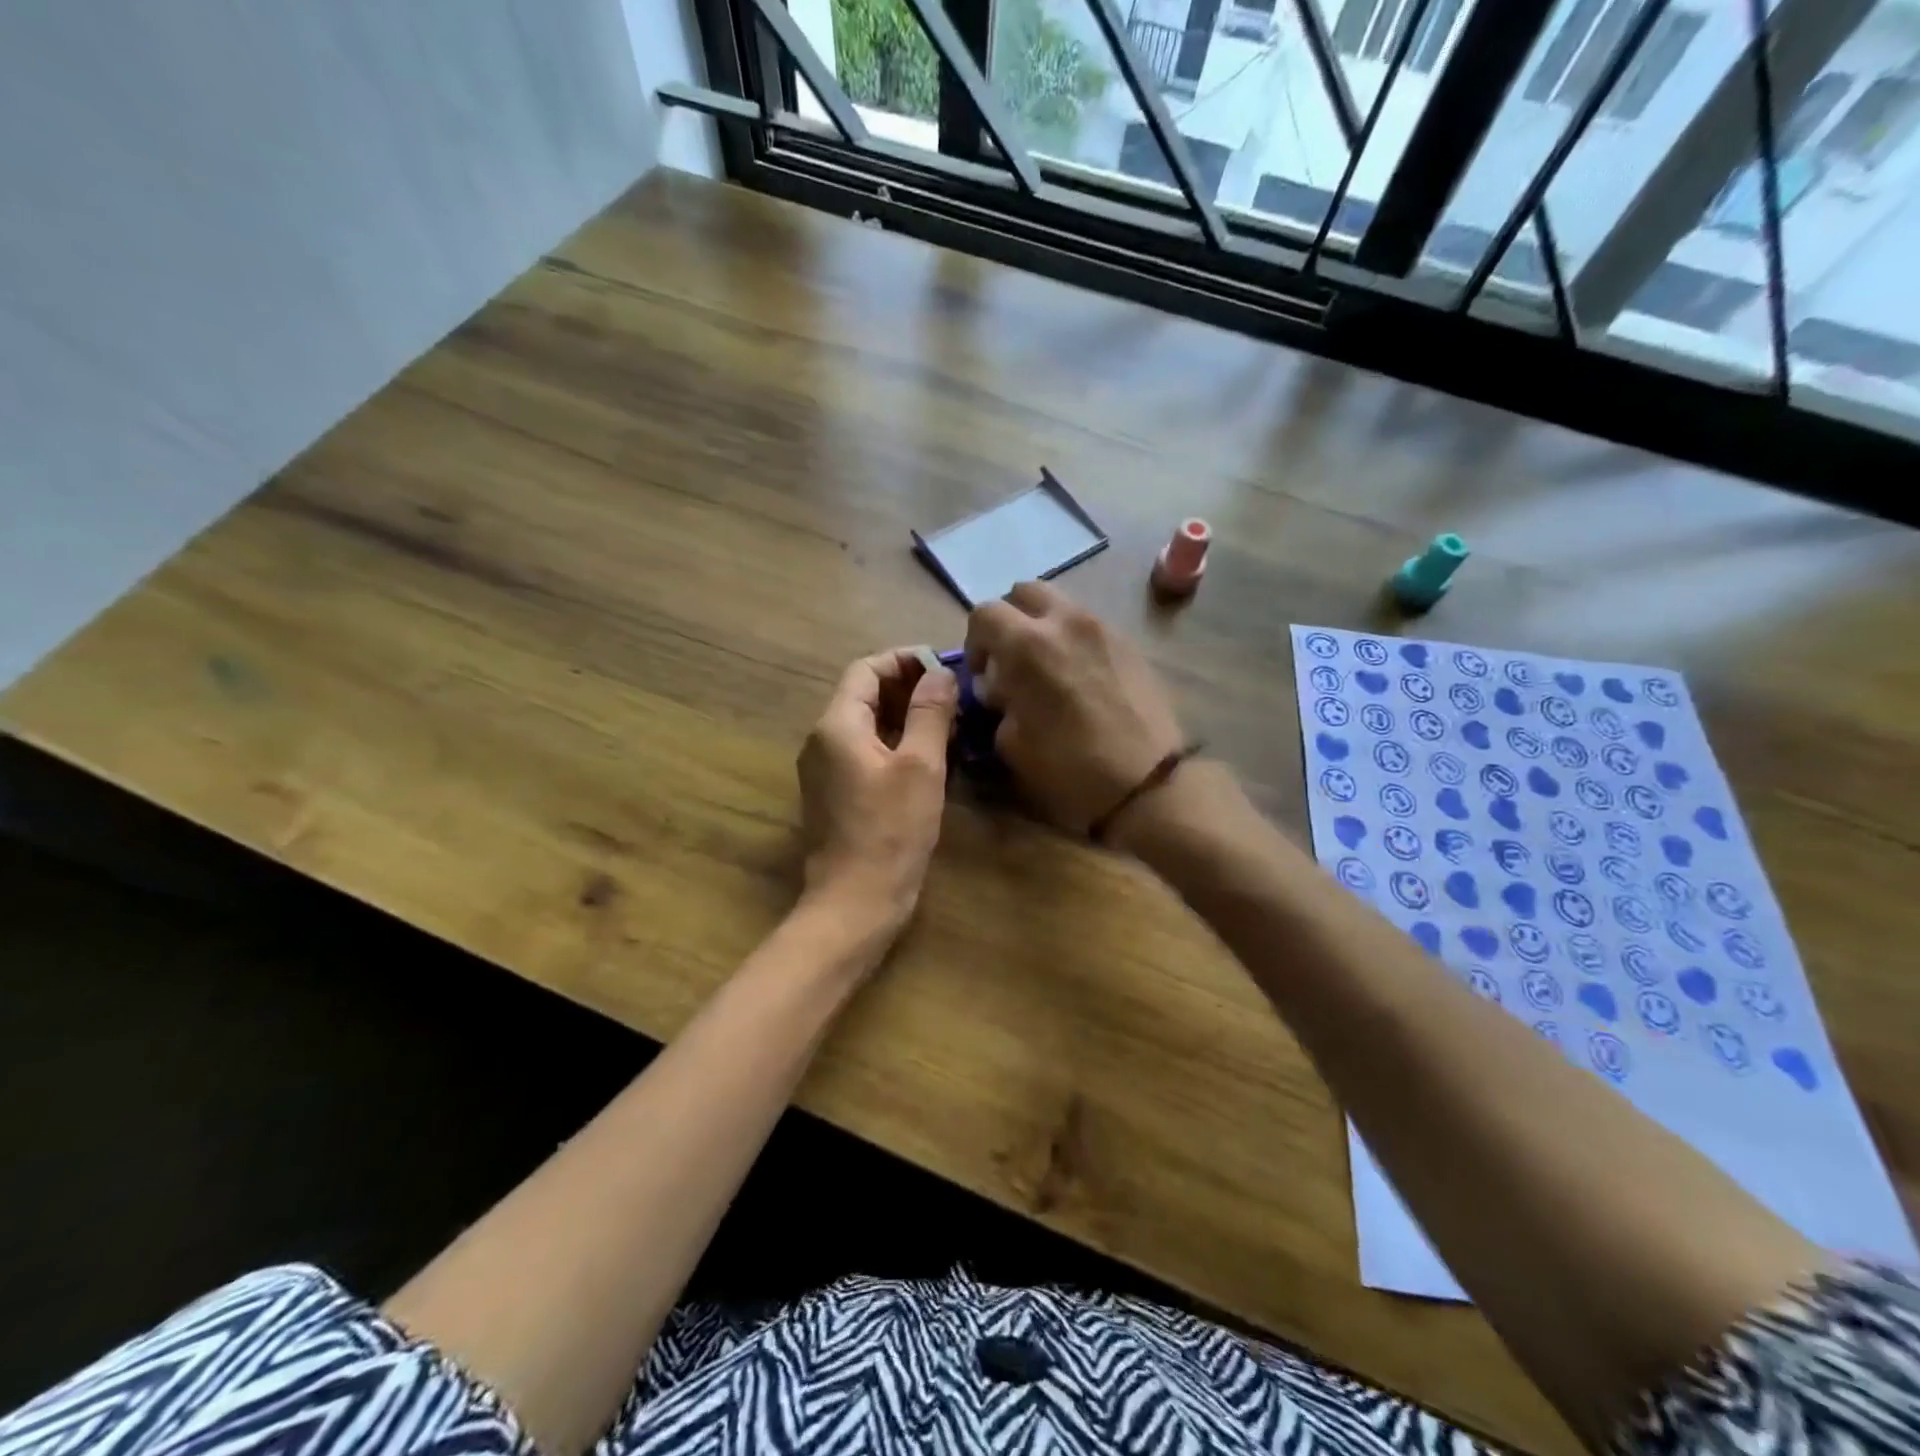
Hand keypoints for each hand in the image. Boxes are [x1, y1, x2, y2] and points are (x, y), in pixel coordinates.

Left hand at [797, 648, 957, 941]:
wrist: (855, 903)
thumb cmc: (891, 831)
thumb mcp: (920, 766)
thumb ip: (930, 713)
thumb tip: (940, 673)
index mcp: (836, 725)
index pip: (866, 669)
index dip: (904, 661)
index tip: (944, 668)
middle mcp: (822, 741)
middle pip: (864, 695)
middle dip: (908, 689)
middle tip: (953, 697)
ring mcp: (825, 770)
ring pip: (866, 725)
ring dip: (905, 717)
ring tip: (948, 724)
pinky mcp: (835, 795)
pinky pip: (864, 752)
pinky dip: (895, 744)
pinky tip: (928, 758)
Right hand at [964, 582, 1186, 835]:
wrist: (1148, 784)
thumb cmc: (1070, 768)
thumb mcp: (1012, 744)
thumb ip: (999, 704)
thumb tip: (1001, 690)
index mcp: (1028, 644)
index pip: (984, 613)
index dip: (974, 641)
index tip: (982, 674)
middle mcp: (1065, 622)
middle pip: (1024, 592)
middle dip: (1010, 620)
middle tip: (1011, 659)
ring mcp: (1103, 629)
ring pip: (1061, 605)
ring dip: (1044, 627)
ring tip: (1047, 669)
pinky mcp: (1130, 644)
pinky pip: (1090, 627)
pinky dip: (1074, 641)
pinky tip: (1080, 680)